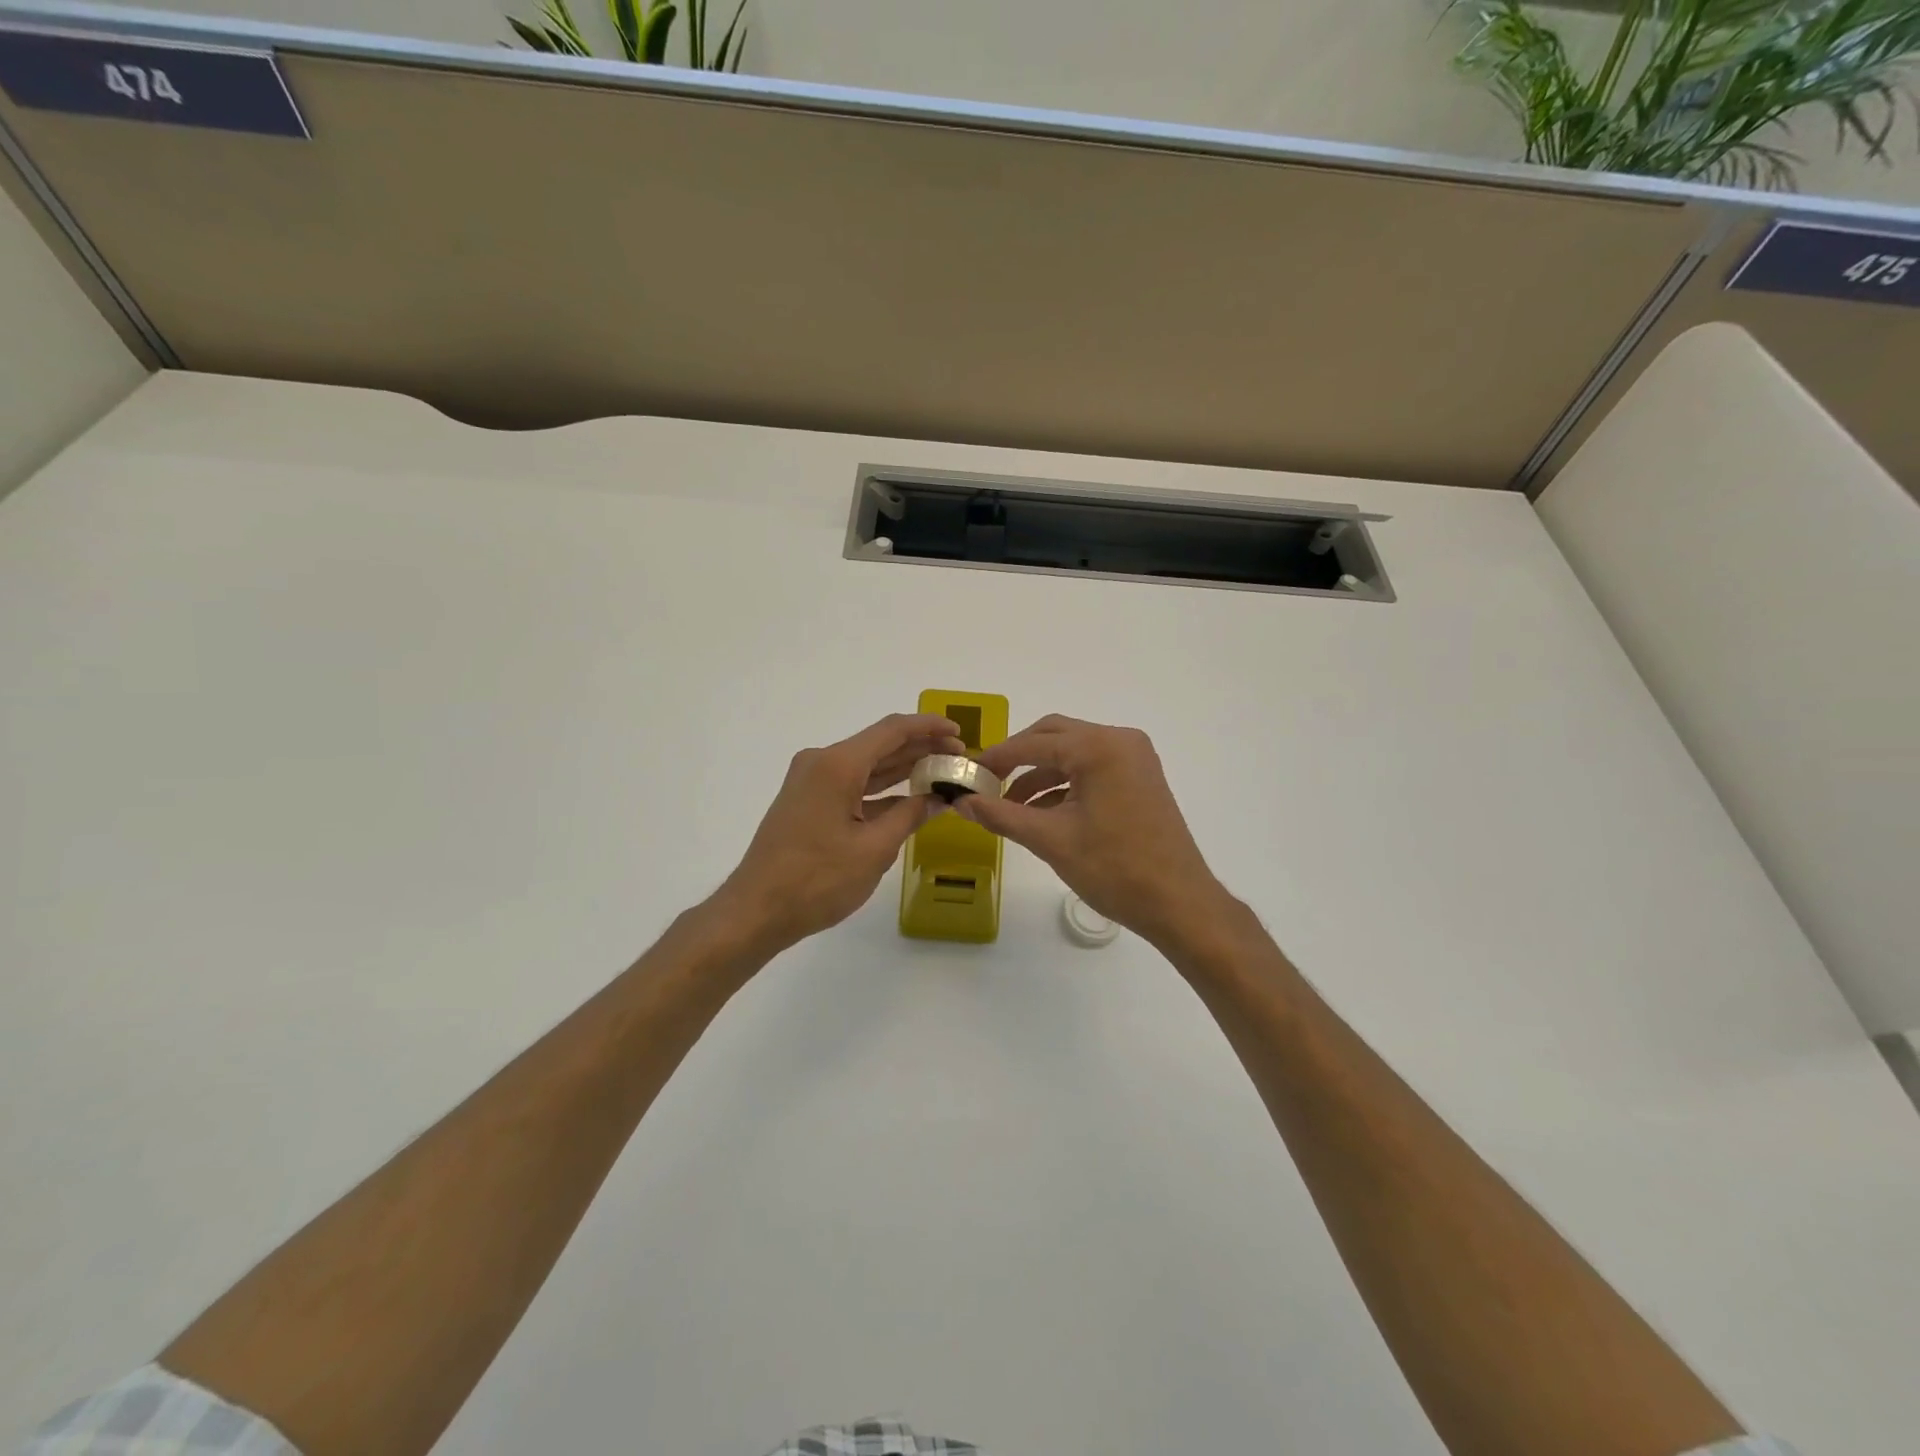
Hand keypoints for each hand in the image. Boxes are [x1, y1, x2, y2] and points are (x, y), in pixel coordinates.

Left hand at [713, 713, 963, 952]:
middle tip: (960, 759)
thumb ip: (910, 816)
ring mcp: (812, 782)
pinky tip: (910, 798)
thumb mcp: (874, 849)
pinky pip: (852, 785)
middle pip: (880, 745)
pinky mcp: (808, 801)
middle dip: (921, 749)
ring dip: (903, 769)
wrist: (757, 910)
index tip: (960, 734)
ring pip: (867, 766)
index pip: (892, 730)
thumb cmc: (817, 880)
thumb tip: (939, 798)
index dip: (929, 728)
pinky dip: (881, 790)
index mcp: (837, 765)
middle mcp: (821, 763)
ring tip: (942, 773)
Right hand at [958, 715, 1232, 948]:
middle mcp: (1120, 741)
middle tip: (987, 783)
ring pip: (1073, 754)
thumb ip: (1002, 815)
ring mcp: (1134, 759)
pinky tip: (1041, 813)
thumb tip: (961, 803)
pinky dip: (1064, 785)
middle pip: (1054, 736)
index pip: (1034, 742)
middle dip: (1018, 758)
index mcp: (1099, 747)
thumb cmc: (1114, 869)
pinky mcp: (1140, 778)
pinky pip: (1092, 769)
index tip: (968, 775)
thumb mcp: (1050, 840)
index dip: (997, 758)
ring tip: (1009, 806)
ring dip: (1040, 774)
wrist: (1179, 903)